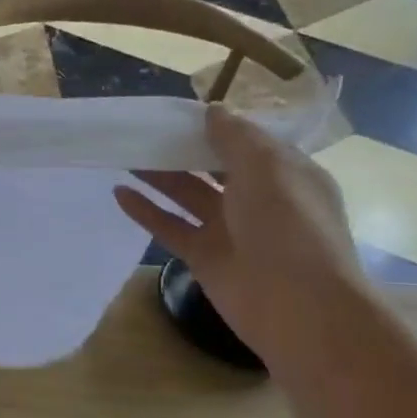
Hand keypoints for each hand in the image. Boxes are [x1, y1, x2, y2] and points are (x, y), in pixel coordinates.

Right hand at [113, 105, 364, 361]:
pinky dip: (145, 210)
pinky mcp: (203, 256)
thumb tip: (213, 111)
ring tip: (123, 154)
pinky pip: (170, 226)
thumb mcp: (268, 168)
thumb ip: (236, 138)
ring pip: (188, 194)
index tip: (178, 112)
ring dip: (158, 175)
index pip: (247, 143)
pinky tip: (119, 193)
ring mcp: (229, 229)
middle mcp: (258, 199)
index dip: (215, 126)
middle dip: (181, 149)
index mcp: (285, 175)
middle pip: (213, 166)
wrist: (297, 306)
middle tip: (142, 131)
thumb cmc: (289, 226)